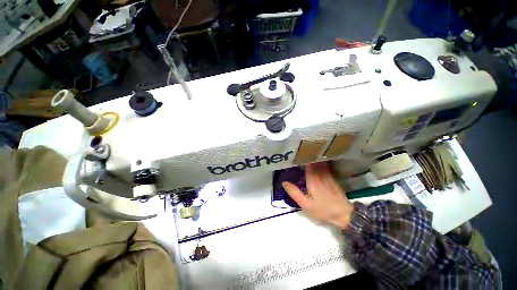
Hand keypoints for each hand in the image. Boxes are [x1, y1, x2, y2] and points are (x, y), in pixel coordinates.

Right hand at [282, 162, 353, 228]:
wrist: (343, 214)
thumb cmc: (323, 210)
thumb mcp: (306, 204)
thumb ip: (295, 193)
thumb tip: (284, 182)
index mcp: (313, 179)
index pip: (307, 163)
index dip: (302, 158)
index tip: (296, 155)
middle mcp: (321, 174)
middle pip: (314, 161)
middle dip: (307, 157)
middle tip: (299, 155)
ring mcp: (328, 175)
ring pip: (320, 162)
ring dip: (313, 159)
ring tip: (306, 157)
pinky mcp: (333, 178)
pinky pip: (325, 166)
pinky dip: (320, 163)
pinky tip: (316, 164)